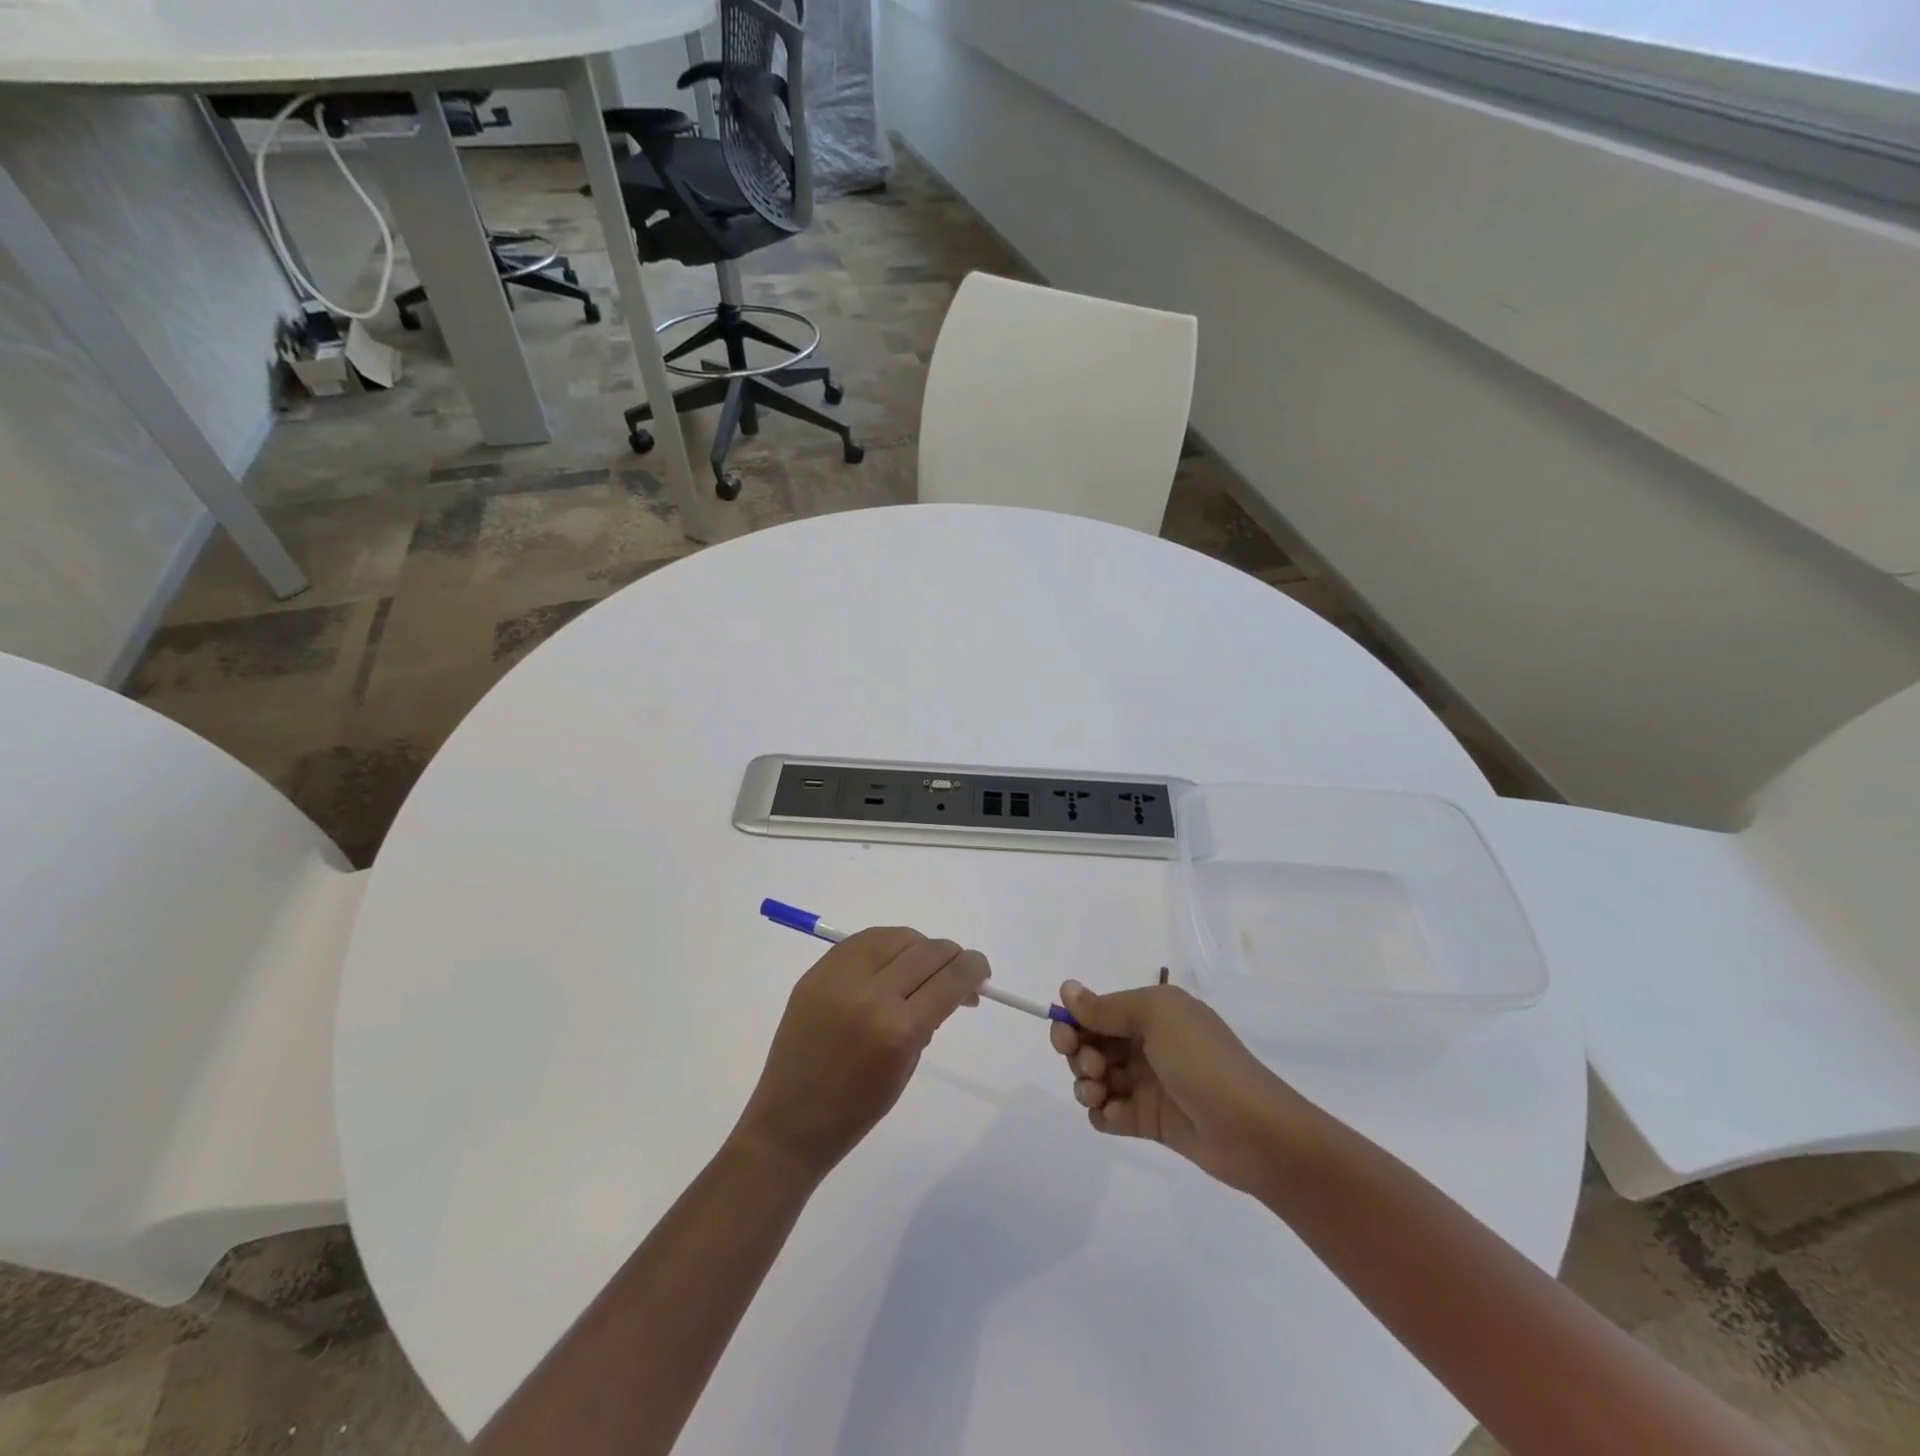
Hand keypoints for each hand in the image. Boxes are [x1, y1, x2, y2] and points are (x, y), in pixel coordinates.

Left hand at [734, 928, 988, 1182]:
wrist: (789, 1123)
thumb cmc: (856, 1110)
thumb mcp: (906, 1067)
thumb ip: (929, 1020)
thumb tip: (949, 986)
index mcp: (899, 1030)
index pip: (951, 979)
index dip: (973, 968)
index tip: (981, 970)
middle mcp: (871, 995)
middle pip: (926, 951)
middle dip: (951, 956)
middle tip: (957, 969)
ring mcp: (839, 979)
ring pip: (895, 936)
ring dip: (918, 945)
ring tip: (923, 964)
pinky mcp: (816, 973)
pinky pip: (861, 940)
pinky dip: (885, 944)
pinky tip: (892, 958)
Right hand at [1051, 980, 1313, 1195]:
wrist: (1251, 1129)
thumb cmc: (1202, 1060)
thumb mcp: (1156, 1017)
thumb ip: (1107, 1007)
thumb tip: (1066, 988)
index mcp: (1152, 1013)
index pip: (1097, 1011)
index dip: (1074, 1021)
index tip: (1064, 1036)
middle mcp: (1146, 1044)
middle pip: (1090, 1044)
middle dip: (1079, 1054)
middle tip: (1093, 1067)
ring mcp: (1147, 1084)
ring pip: (1095, 1079)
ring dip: (1086, 1085)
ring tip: (1101, 1093)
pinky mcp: (1148, 1122)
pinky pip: (1109, 1115)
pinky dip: (1103, 1115)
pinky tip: (1114, 1117)